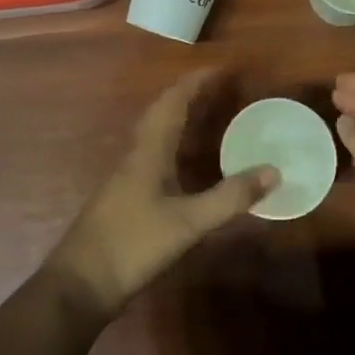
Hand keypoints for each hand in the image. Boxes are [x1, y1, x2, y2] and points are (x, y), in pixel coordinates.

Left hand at [48, 70, 276, 317]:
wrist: (80, 284)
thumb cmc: (133, 244)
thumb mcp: (188, 223)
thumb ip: (230, 197)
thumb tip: (274, 171)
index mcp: (149, 151)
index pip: (173, 101)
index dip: (195, 82)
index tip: (221, 69)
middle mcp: (136, 155)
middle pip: (160, 111)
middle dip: (188, 93)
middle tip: (217, 87)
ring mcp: (126, 176)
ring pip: (153, 132)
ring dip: (177, 115)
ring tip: (203, 113)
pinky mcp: (123, 196)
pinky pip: (151, 152)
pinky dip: (171, 141)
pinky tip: (181, 160)